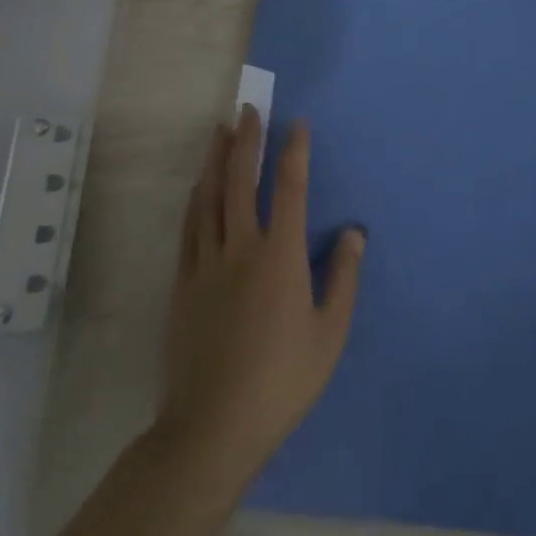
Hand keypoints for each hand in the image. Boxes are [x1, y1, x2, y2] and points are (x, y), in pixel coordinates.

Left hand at [159, 107, 364, 488]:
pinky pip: (189, 228)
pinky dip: (195, 199)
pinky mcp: (182, 284)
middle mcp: (240, 249)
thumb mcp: (330, 332)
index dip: (293, 151)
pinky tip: (197, 187)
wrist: (213, 426)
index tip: (297, 123)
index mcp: (279, 257)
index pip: (288, 189)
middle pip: (239, 181)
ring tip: (219, 132)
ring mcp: (205, 265)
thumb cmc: (283, 380)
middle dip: (246, 141)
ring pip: (208, 198)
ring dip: (214, 160)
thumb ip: (342, 277)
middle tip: (248, 109)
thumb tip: (353, 233)